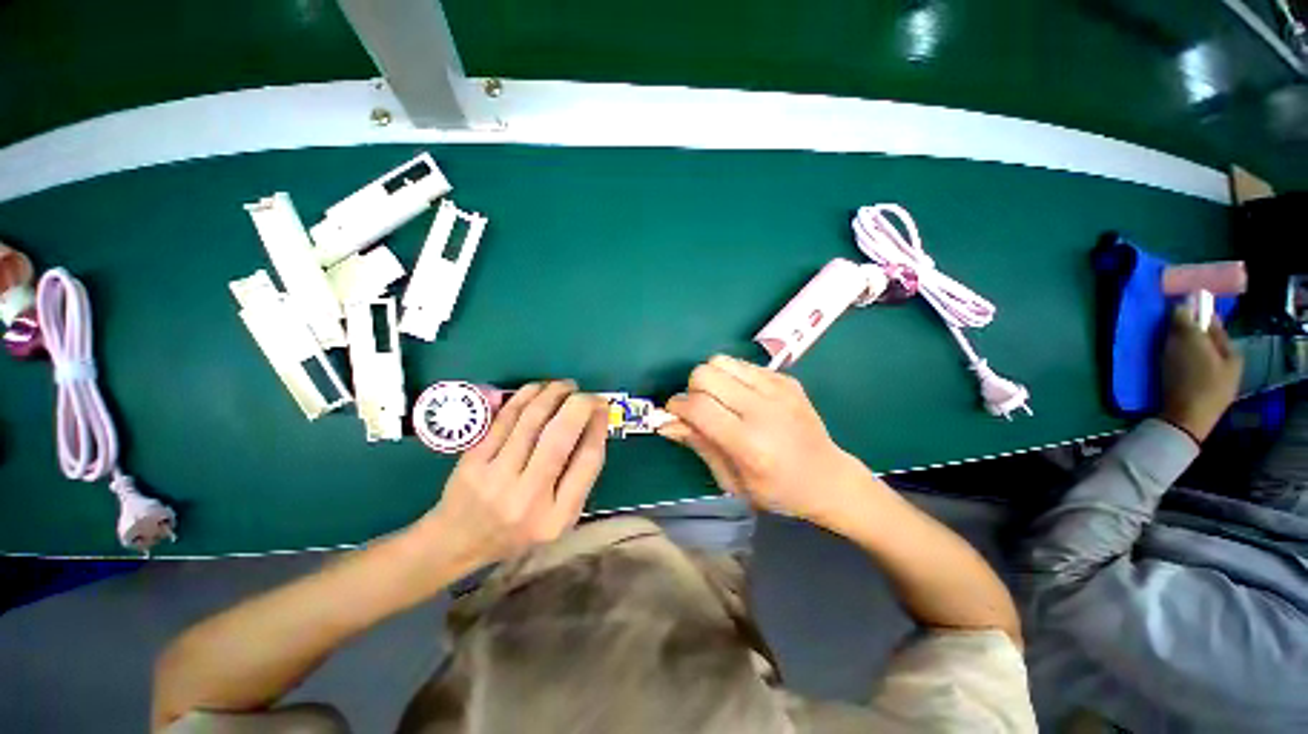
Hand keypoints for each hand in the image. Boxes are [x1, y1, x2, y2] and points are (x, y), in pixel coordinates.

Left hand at [415, 381, 607, 567]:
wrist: (459, 541)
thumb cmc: (518, 530)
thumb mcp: (560, 516)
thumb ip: (579, 475)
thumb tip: (595, 424)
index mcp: (557, 516)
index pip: (587, 460)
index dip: (599, 426)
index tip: (603, 408)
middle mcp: (527, 497)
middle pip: (560, 435)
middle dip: (579, 404)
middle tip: (588, 394)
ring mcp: (495, 477)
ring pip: (531, 419)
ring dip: (553, 393)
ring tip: (566, 386)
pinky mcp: (471, 461)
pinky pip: (504, 418)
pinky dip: (525, 396)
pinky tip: (538, 389)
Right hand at [661, 355, 871, 524]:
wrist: (828, 477)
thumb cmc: (777, 490)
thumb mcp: (732, 481)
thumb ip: (699, 445)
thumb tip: (666, 423)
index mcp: (749, 443)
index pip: (699, 407)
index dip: (677, 406)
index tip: (674, 414)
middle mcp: (763, 409)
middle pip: (706, 373)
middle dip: (692, 389)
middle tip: (700, 409)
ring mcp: (778, 389)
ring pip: (722, 361)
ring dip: (711, 378)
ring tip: (720, 400)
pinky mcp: (786, 379)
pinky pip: (744, 364)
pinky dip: (733, 377)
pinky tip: (743, 397)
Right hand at [1160, 308, 1241, 441]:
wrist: (1184, 422)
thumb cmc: (1192, 380)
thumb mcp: (1189, 346)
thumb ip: (1187, 324)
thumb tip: (1182, 308)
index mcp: (1233, 355)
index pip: (1215, 327)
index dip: (1197, 318)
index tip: (1178, 313)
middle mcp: (1229, 370)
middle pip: (1206, 346)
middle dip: (1188, 338)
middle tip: (1168, 334)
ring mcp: (1215, 388)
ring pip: (1197, 361)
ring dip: (1181, 355)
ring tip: (1165, 353)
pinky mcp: (1198, 400)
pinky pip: (1189, 376)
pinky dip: (1178, 369)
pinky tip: (1167, 372)